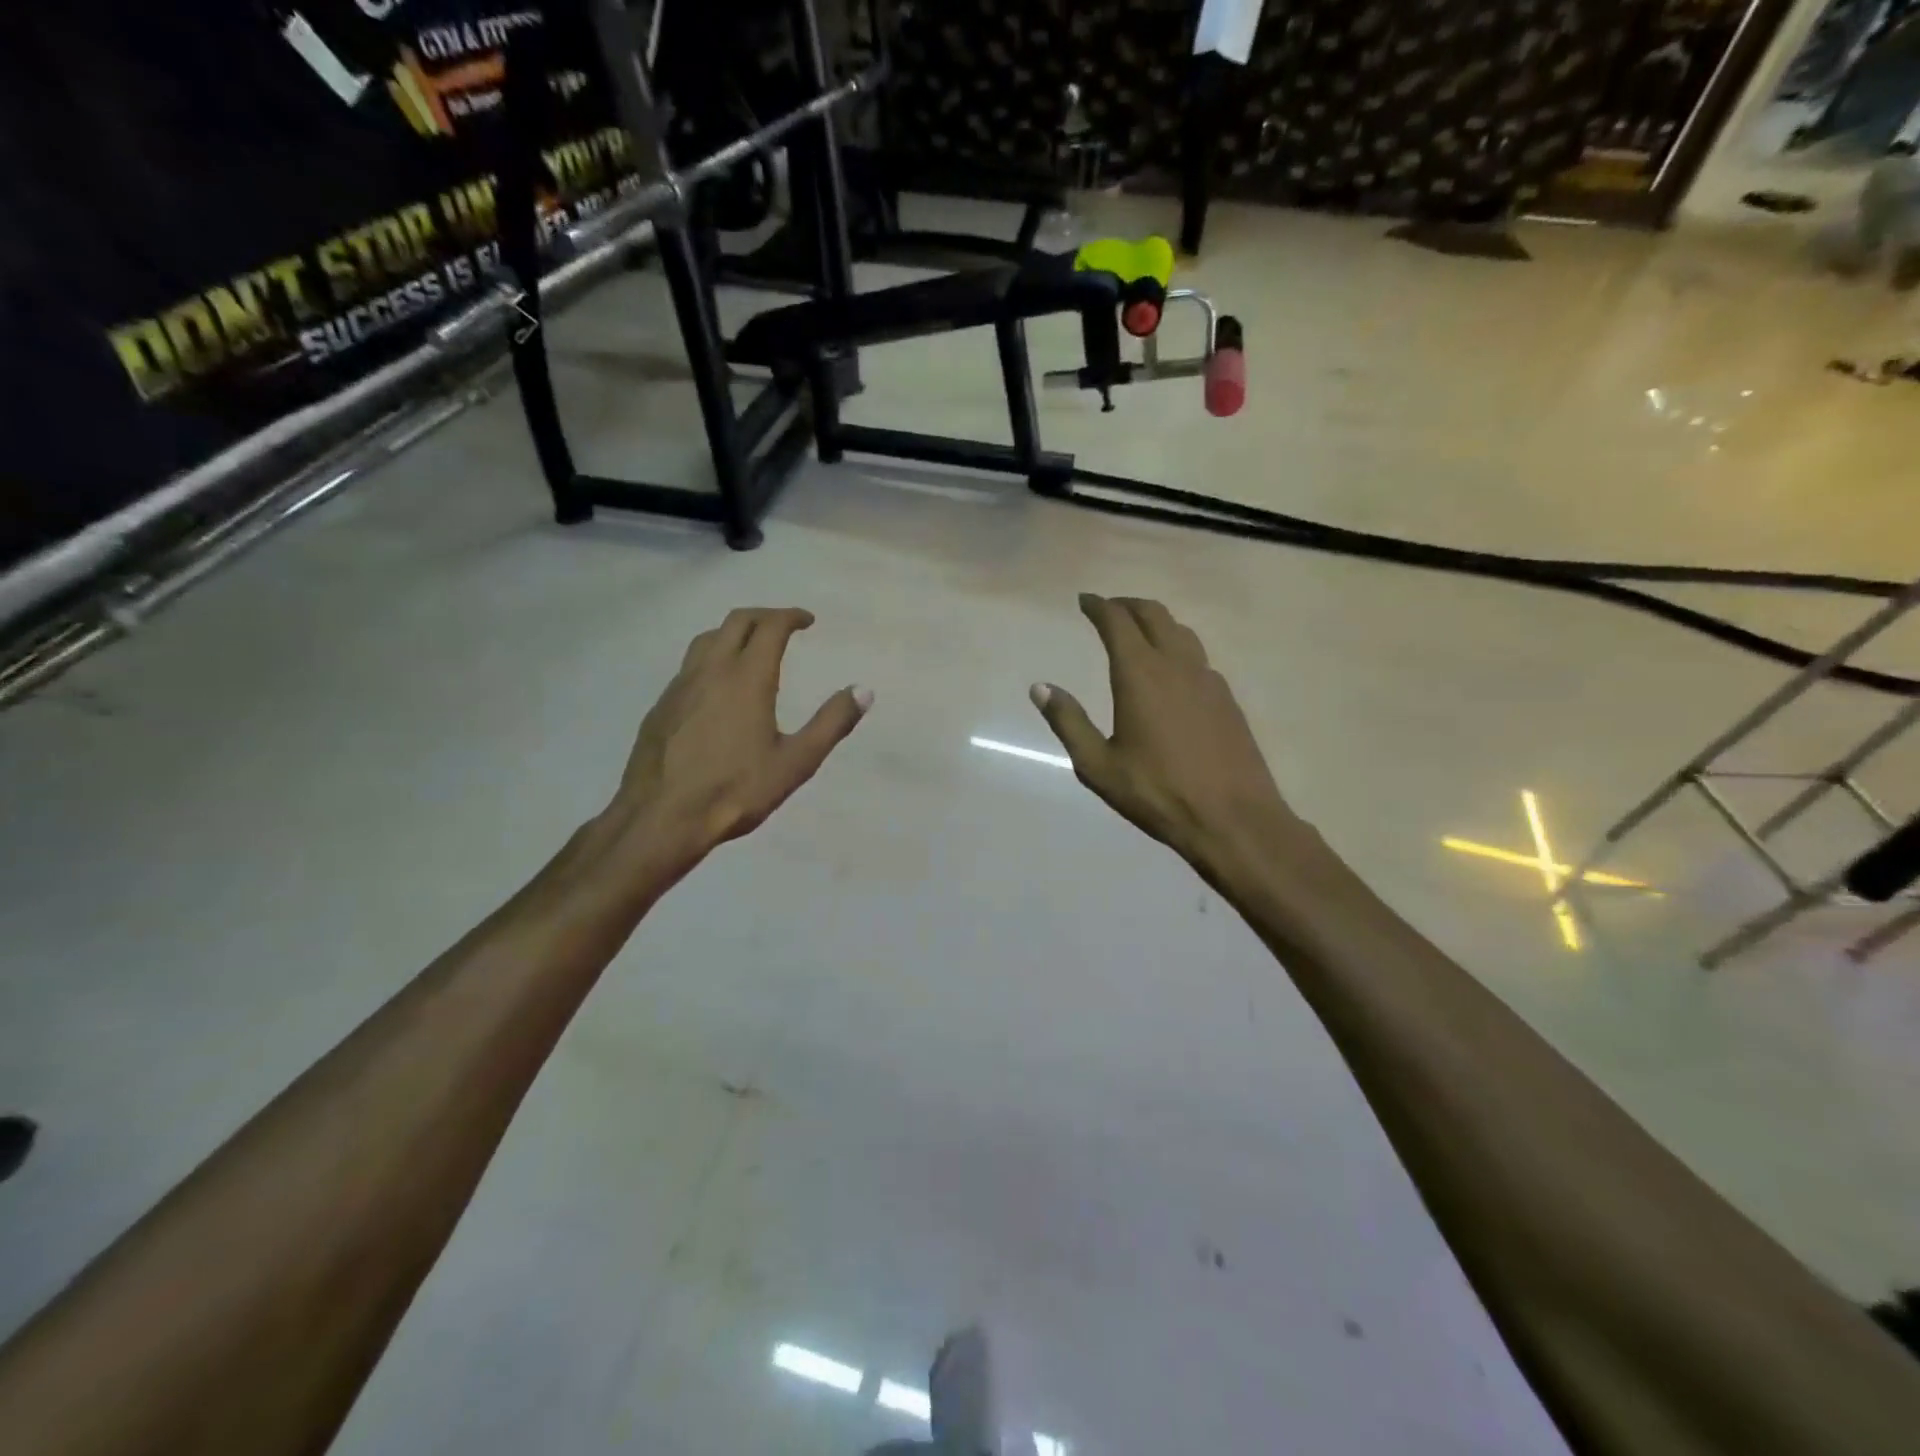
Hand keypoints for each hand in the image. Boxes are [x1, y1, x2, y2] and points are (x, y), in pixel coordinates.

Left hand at [613, 608, 869, 855]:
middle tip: (783, 626)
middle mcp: (711, 670)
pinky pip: (689, 667)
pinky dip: (710, 659)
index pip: (770, 627)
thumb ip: (831, 723)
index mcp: (747, 678)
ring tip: (750, 648)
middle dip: (764, 616)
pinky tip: (716, 688)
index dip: (791, 617)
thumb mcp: (796, 762)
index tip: (807, 620)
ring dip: (733, 633)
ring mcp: (680, 686)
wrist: (662, 817)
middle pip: (736, 622)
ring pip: (706, 640)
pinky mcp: (661, 706)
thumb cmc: (736, 790)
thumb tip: (863, 690)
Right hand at [1032, 594, 1298, 871]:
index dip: (1099, 606)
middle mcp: (1176, 665)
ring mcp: (1208, 679)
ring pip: (1180, 631)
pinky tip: (1171, 670)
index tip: (1085, 600)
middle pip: (1153, 615)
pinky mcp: (1227, 698)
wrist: (1232, 818)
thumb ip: (1068, 722)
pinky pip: (1198, 656)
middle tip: (1108, 609)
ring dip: (1156, 621)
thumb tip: (1040, 688)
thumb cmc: (1157, 793)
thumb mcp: (1098, 765)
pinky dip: (1177, 647)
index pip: (1117, 622)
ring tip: (1138, 630)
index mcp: (1140, 675)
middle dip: (1127, 605)